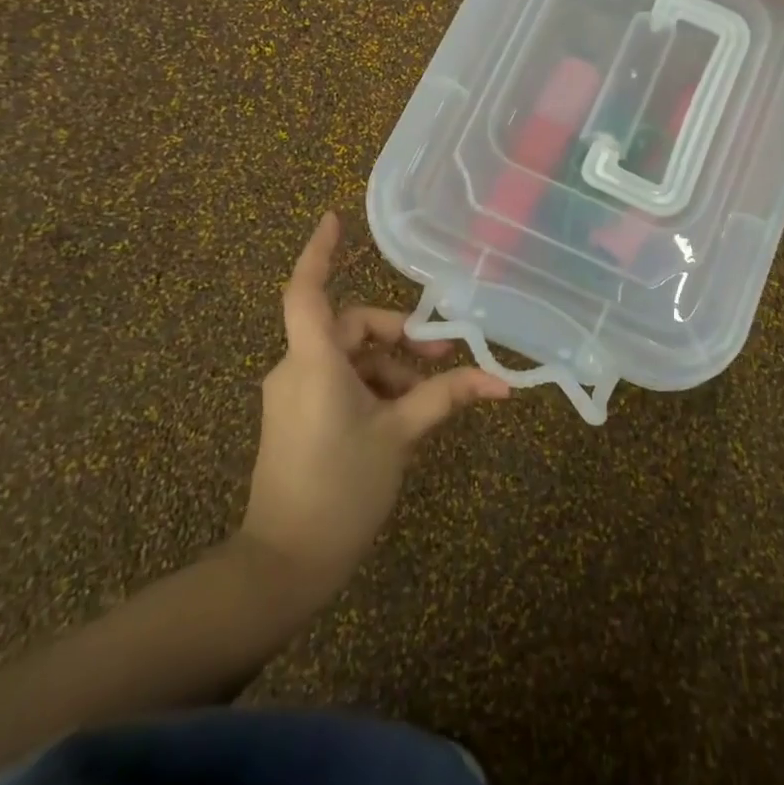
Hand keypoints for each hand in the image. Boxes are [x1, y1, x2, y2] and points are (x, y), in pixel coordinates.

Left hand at [241, 213, 509, 595]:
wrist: (283, 566)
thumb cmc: (341, 490)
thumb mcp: (400, 437)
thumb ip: (446, 398)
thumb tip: (500, 382)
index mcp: (315, 362)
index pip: (307, 291)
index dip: (319, 251)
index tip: (334, 217)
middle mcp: (297, 369)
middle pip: (350, 327)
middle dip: (399, 337)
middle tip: (442, 358)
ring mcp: (293, 395)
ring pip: (349, 358)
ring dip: (390, 369)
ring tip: (428, 402)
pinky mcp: (295, 418)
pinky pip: (338, 382)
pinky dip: (372, 387)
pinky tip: (402, 417)